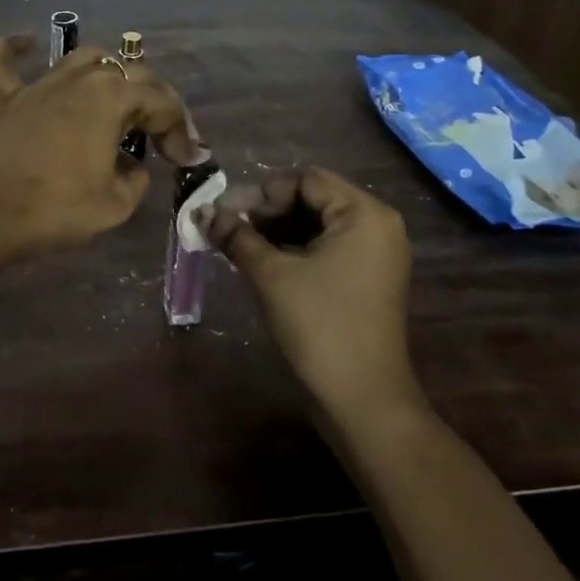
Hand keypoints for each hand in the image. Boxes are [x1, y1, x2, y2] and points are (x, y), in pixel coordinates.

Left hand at [0, 36, 206, 255]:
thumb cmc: (55, 208)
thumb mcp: (115, 205)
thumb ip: (134, 179)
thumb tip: (130, 167)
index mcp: (111, 97)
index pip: (160, 102)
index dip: (179, 129)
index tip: (187, 159)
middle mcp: (78, 79)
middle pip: (128, 73)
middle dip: (154, 101)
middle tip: (163, 135)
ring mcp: (39, 85)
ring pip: (82, 59)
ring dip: (108, 74)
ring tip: (120, 97)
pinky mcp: (7, 101)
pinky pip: (7, 63)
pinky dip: (16, 49)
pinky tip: (27, 41)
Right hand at [200, 168, 419, 418]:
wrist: (362, 399)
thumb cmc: (319, 325)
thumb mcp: (270, 274)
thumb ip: (236, 236)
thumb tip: (202, 212)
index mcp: (364, 214)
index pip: (305, 180)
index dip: (262, 193)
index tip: (226, 214)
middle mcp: (377, 226)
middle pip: (312, 200)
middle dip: (266, 212)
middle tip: (226, 229)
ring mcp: (375, 255)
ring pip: (316, 225)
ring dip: (276, 231)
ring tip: (236, 246)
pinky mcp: (367, 280)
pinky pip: (326, 249)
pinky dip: (293, 250)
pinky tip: (260, 263)